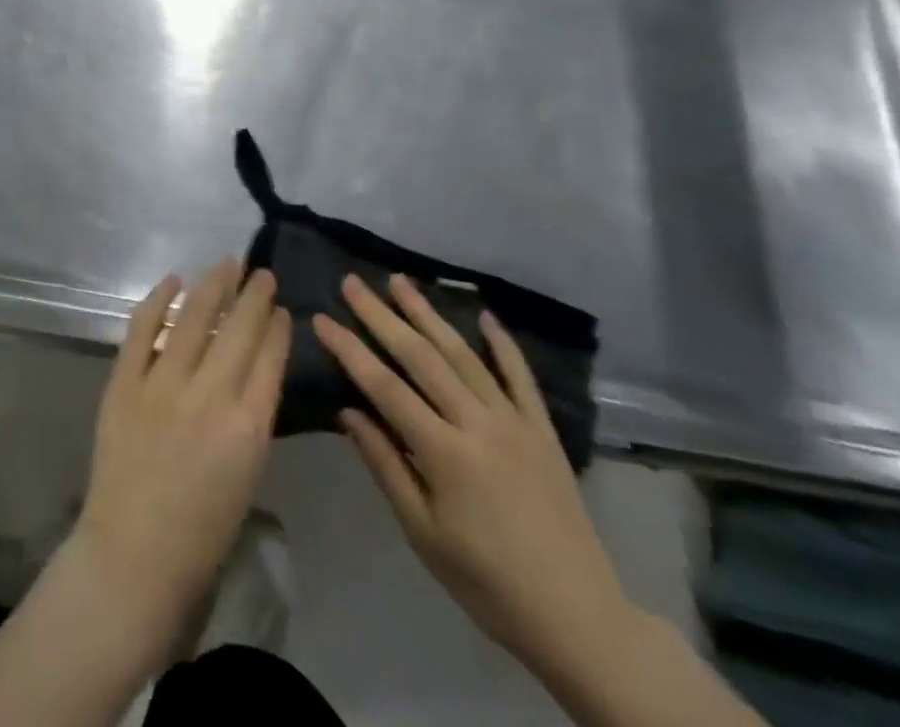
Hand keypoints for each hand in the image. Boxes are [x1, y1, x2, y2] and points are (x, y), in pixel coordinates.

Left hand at [68, 260, 291, 658]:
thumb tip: (250, 369)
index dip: (277, 325)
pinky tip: (172, 280)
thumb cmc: (202, 532)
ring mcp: (162, 384)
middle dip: (253, 295)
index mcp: (248, 426)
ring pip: (193, 316)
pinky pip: (143, 328)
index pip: (270, 356)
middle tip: (260, 272)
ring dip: (212, 285)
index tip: (280, 306)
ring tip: (226, 263)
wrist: (133, 557)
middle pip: (238, 328)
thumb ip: (251, 416)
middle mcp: (209, 394)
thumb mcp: (248, 473)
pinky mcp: (125, 382)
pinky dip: (158, 299)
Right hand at [315, 274, 637, 677]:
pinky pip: (520, 376)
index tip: (322, 318)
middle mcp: (477, 423)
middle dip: (382, 316)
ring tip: (400, 281)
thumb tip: (347, 412)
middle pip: (421, 357)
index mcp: (444, 452)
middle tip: (353, 283)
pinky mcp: (543, 430)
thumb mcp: (423, 534)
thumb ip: (385, 466)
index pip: (384, 386)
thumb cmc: (486, 582)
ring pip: (464, 355)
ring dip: (428, 314)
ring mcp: (514, 421)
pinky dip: (502, 344)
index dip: (350, 349)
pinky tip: (484, 316)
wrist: (577, 618)